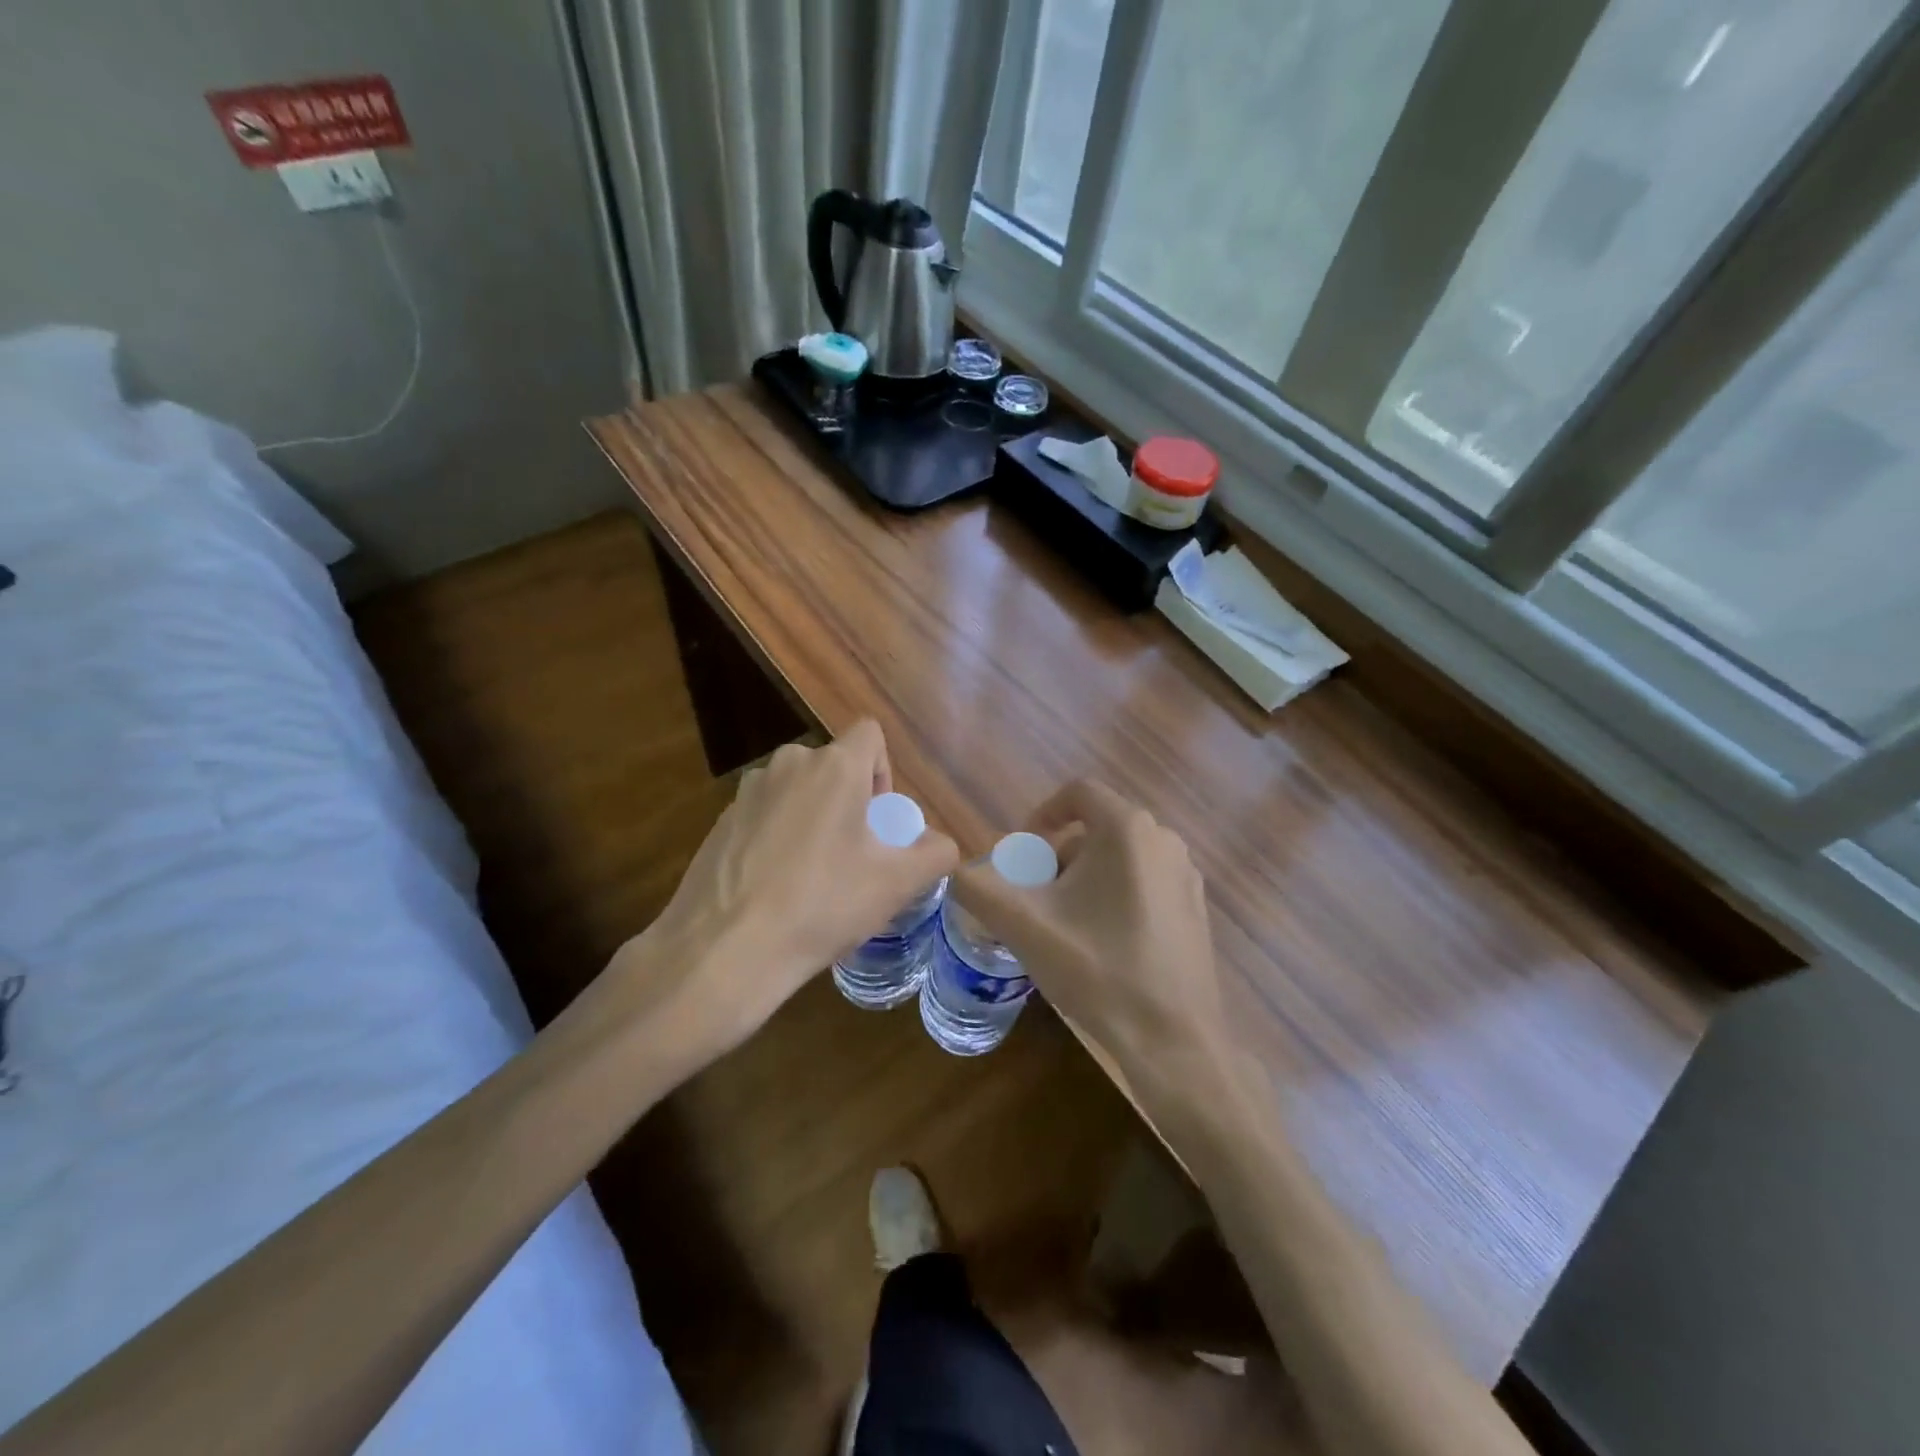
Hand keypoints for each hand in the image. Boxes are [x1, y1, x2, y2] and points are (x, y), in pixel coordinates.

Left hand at [616, 721, 957, 1064]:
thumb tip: (941, 845)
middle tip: (853, 855)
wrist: (725, 950)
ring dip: (812, 818)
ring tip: (813, 875)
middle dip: (849, 800)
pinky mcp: (719, 821)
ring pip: (797, 791)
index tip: (879, 820)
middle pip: (833, 765)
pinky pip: (764, 816)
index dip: (884, 770)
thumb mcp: (896, 884)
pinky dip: (777, 837)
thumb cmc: (822, 905)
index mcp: (833, 766)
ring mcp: (747, 792)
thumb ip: (935, 854)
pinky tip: (774, 888)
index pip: (870, 734)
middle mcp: (788, 764)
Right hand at [950, 780, 1227, 1101]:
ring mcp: (1186, 875)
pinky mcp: (1196, 908)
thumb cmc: (1098, 970)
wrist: (1173, 1041)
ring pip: (1120, 858)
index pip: (1077, 793)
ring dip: (1084, 879)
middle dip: (1058, 857)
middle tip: (1036, 900)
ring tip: (1064, 926)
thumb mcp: (1024, 926)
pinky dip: (1114, 897)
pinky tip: (1102, 945)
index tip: (1021, 853)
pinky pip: (1144, 882)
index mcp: (1127, 829)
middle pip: (1096, 829)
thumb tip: (957, 873)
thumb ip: (978, 888)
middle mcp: (1164, 840)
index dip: (1041, 814)